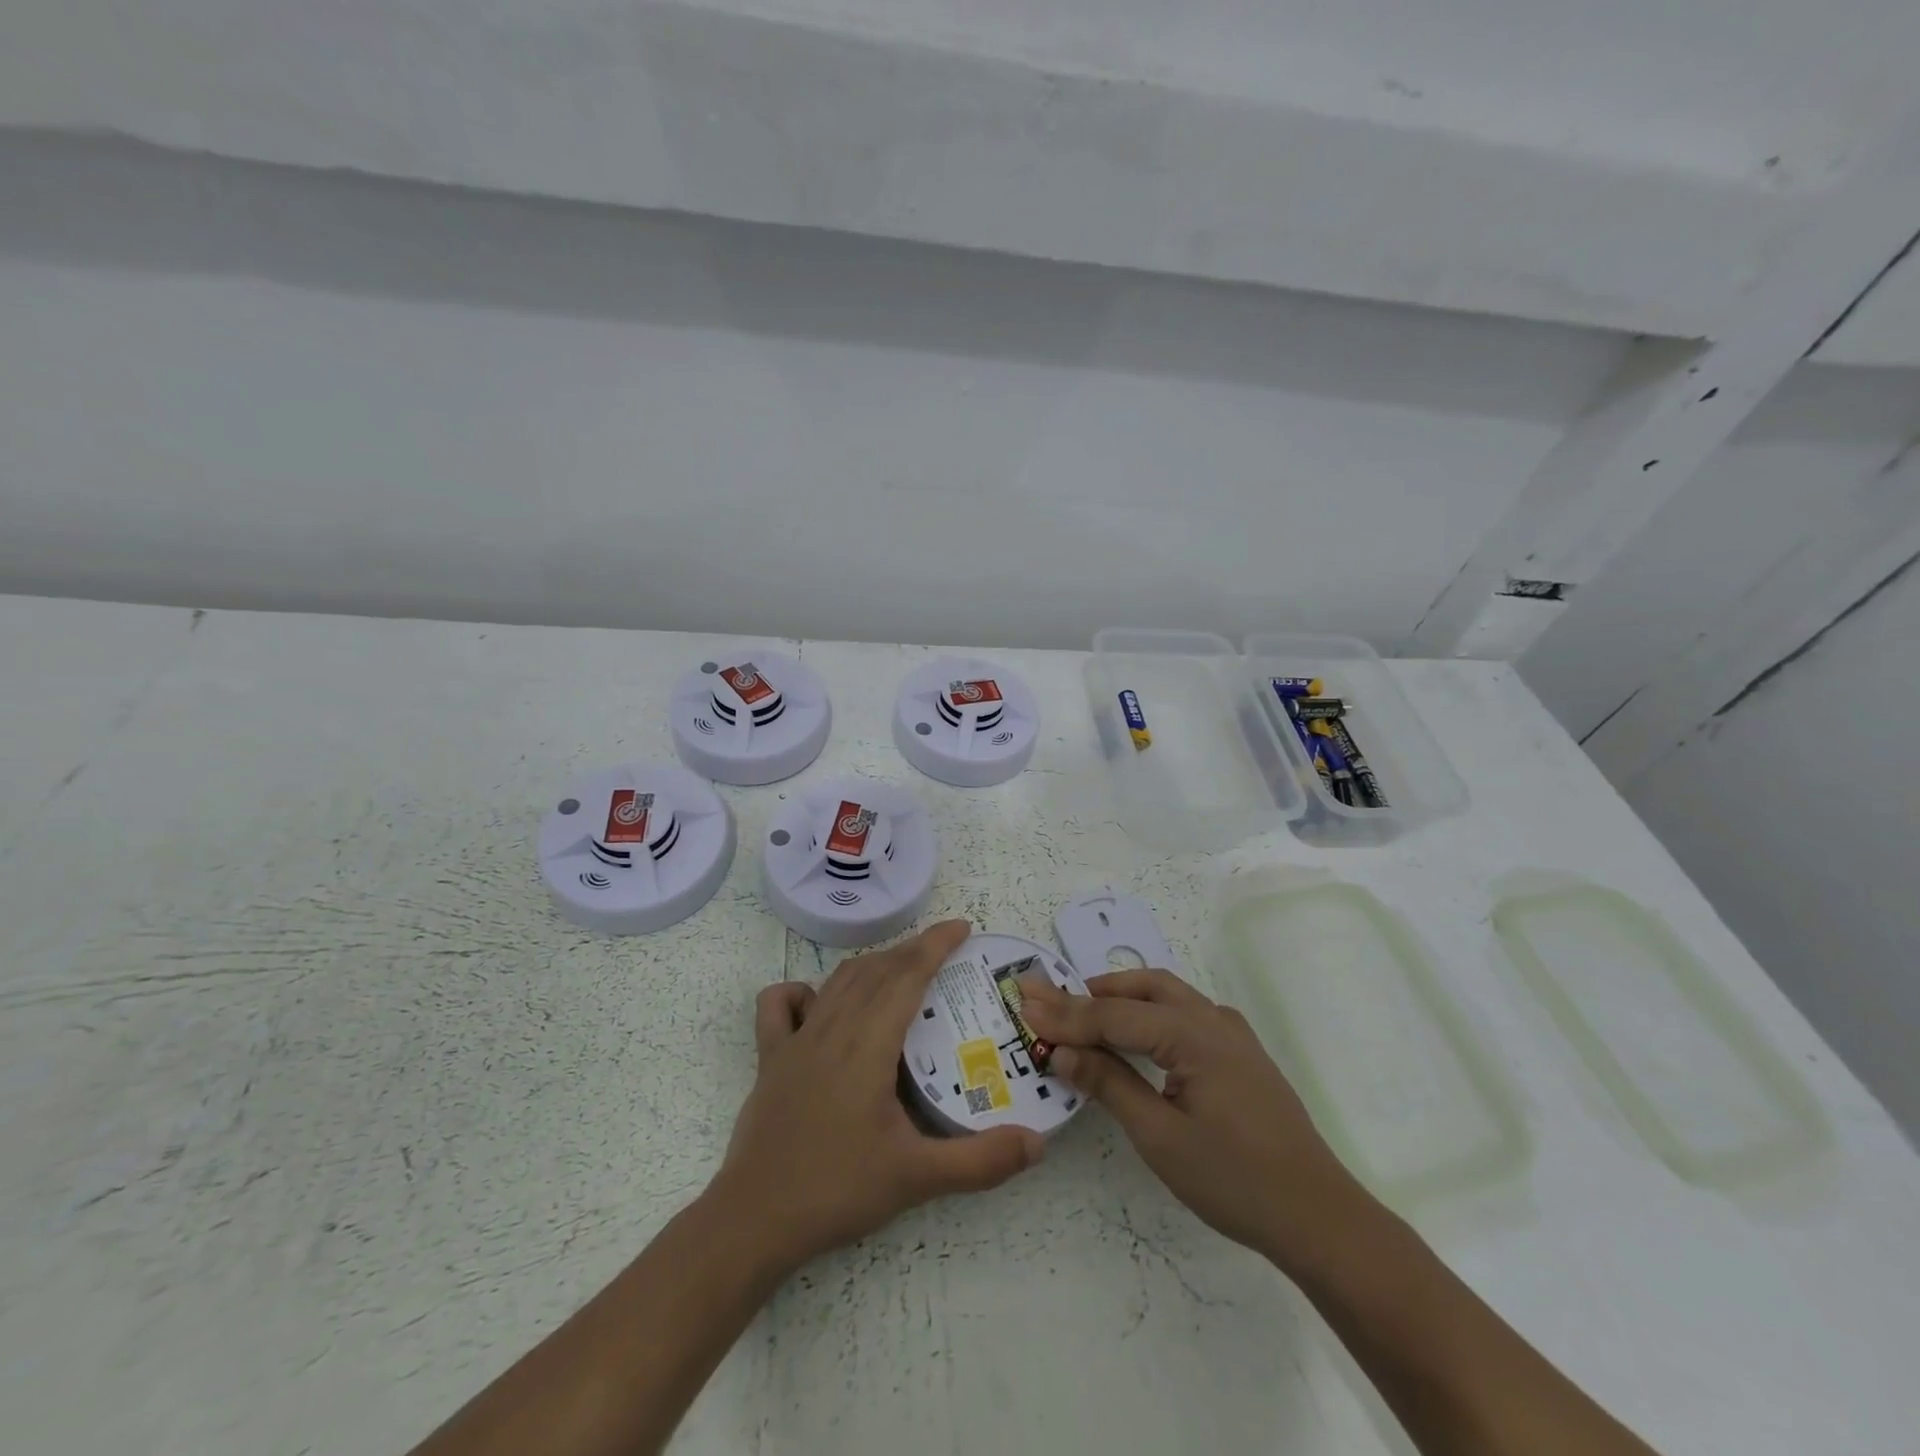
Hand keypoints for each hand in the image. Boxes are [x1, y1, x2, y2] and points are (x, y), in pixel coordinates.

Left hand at [711, 919, 1043, 1276]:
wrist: (753, 1221)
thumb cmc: (836, 1190)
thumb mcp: (917, 1178)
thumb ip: (981, 1161)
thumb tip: (1038, 1143)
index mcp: (867, 1045)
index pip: (906, 975)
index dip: (935, 945)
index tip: (962, 927)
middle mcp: (831, 1028)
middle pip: (876, 970)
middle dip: (912, 950)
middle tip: (945, 949)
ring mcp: (795, 1041)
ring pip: (838, 981)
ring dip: (873, 964)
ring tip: (901, 967)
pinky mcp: (769, 1058)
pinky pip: (780, 1006)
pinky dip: (804, 991)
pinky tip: (820, 1003)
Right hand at [1018, 969, 1362, 1269]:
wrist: (1320, 1216)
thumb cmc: (1235, 1180)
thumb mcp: (1160, 1136)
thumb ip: (1110, 1084)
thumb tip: (1062, 1051)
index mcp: (1193, 1034)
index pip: (1114, 1014)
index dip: (1066, 1013)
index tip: (1023, 1004)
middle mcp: (1212, 1019)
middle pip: (1142, 987)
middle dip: (1093, 991)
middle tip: (1050, 1003)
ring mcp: (1232, 1034)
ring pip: (1167, 994)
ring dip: (1122, 996)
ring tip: (1083, 1011)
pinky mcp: (1241, 1052)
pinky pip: (1186, 1013)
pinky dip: (1151, 1011)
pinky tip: (1138, 1033)